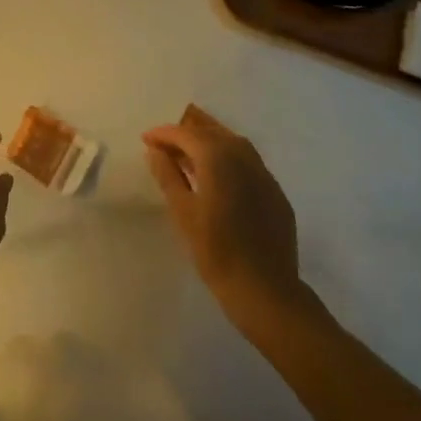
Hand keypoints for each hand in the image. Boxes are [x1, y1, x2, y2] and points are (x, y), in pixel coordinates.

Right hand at [144, 109, 302, 321]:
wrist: (266, 291)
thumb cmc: (217, 252)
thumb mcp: (183, 213)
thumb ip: (168, 175)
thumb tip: (155, 150)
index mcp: (217, 157)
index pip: (185, 133)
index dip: (164, 134)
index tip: (146, 139)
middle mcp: (242, 155)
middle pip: (211, 130)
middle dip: (187, 129)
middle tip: (166, 138)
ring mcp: (263, 172)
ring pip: (232, 141)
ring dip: (208, 138)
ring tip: (188, 150)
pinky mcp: (274, 191)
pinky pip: (247, 160)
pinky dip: (228, 156)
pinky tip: (218, 173)